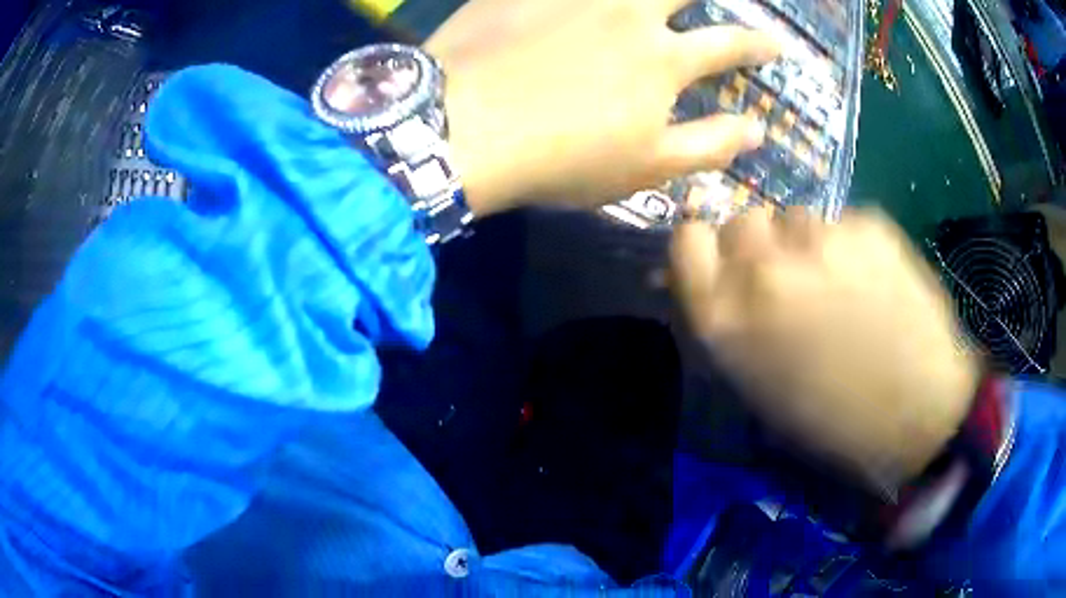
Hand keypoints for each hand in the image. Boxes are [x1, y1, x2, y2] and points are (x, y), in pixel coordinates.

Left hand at [424, 0, 778, 215]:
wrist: (461, 130)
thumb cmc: (561, 158)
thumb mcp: (646, 168)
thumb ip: (708, 145)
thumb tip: (757, 129)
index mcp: (663, 58)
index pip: (729, 44)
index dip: (758, 44)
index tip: (776, 44)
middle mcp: (628, 12)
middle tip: (712, 3)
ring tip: (649, 3)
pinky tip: (576, 3)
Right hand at [671, 208, 980, 491]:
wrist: (917, 411)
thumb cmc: (832, 417)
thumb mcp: (760, 383)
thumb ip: (730, 323)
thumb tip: (715, 282)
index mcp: (727, 317)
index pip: (688, 240)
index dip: (707, 247)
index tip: (726, 263)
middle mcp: (765, 268)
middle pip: (742, 219)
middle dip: (759, 245)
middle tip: (789, 279)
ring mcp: (820, 240)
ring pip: (795, 217)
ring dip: (807, 244)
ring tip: (840, 285)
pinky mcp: (867, 224)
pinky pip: (842, 223)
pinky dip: (850, 245)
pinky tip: (873, 282)